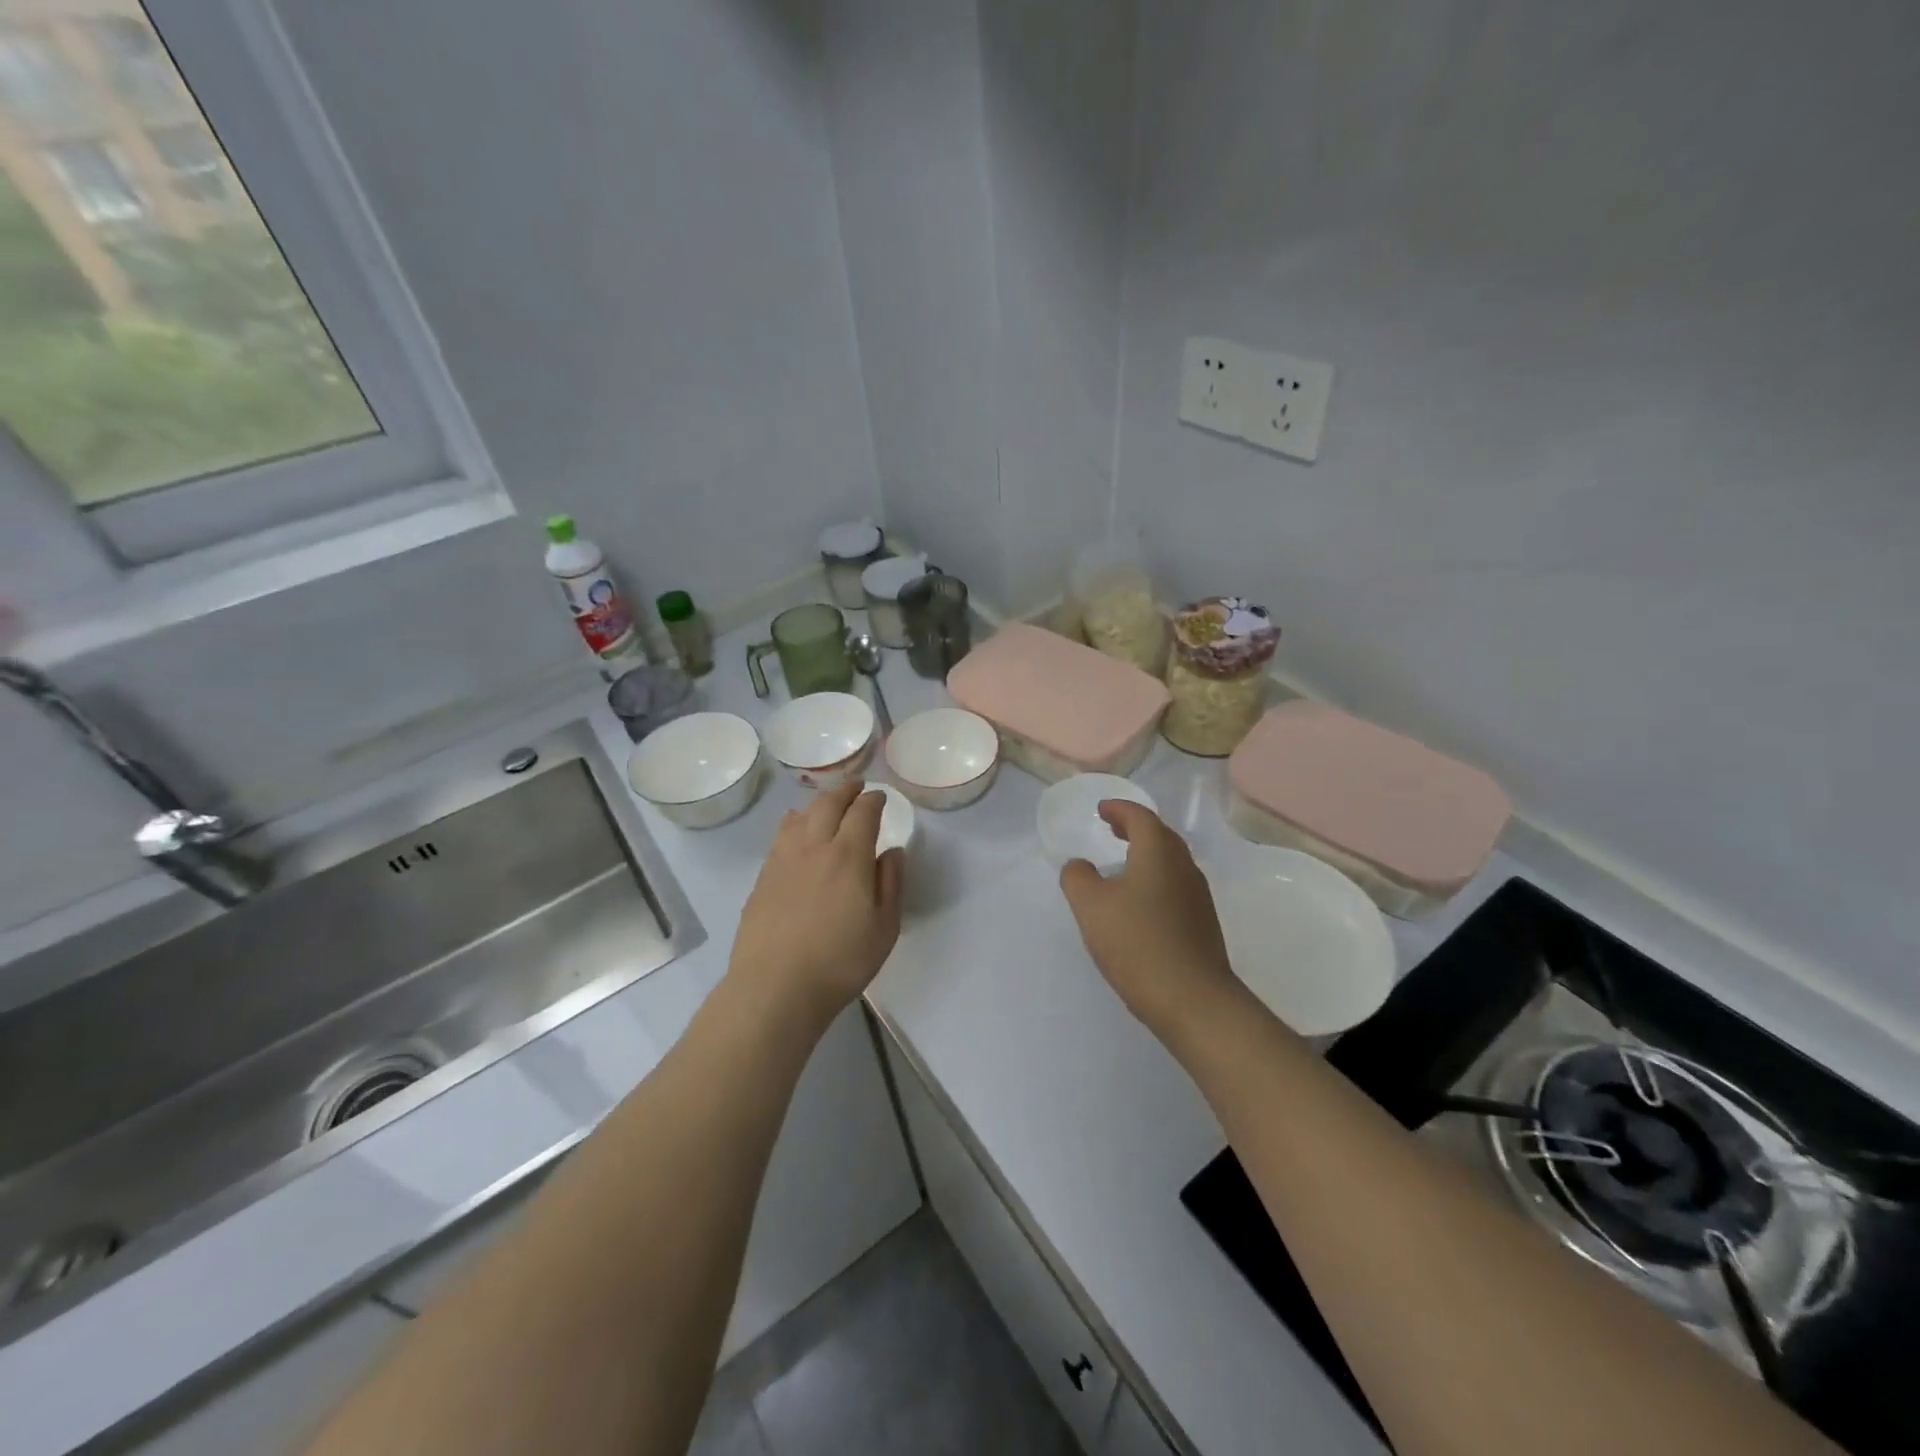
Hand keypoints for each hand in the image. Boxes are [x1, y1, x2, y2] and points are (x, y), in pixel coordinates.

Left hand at [728, 780, 904, 1028]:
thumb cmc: (840, 961)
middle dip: (845, 791)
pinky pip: (780, 836)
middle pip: (828, 804)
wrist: (775, 987)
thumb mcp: (884, 928)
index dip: (873, 800)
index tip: (880, 798)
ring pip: (800, 816)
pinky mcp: (762, 878)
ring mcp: (783, 860)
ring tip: (826, 803)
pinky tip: (793, 827)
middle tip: (856, 787)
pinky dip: (792, 822)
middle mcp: (814, 847)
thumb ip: (891, 884)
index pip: (863, 813)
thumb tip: (893, 851)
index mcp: (849, 855)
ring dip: (817, 802)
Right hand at [1058, 802, 1239, 1040]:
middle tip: (1111, 828)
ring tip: (1122, 862)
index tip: (1101, 810)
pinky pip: (1174, 886)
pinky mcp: (1202, 923)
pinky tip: (1138, 902)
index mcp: (1158, 853)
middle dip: (1135, 827)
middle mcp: (1184, 867)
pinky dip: (1154, 878)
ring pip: (1170, 861)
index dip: (1119, 809)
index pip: (1140, 817)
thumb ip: (1078, 877)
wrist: (1193, 1000)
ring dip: (1146, 853)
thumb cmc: (1137, 943)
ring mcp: (1197, 896)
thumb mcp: (1091, 906)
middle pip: (1160, 835)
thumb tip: (1079, 866)